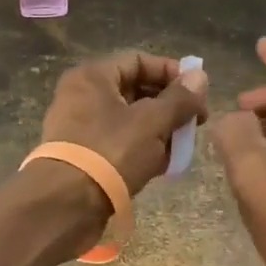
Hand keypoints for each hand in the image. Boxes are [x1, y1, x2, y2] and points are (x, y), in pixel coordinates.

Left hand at [40, 51, 208, 197]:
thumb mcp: (152, 122)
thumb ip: (179, 98)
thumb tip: (200, 76)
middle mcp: (82, 96)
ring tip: (182, 147)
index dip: (172, 72)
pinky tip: (163, 165)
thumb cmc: (110, 153)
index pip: (138, 60)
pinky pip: (119, 143)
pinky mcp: (83, 156)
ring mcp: (80, 128)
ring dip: (159, 131)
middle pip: (135, 90)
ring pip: (129, 120)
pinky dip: (142, 150)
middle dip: (169, 106)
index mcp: (93, 77)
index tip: (198, 93)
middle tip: (194, 123)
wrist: (66, 205)